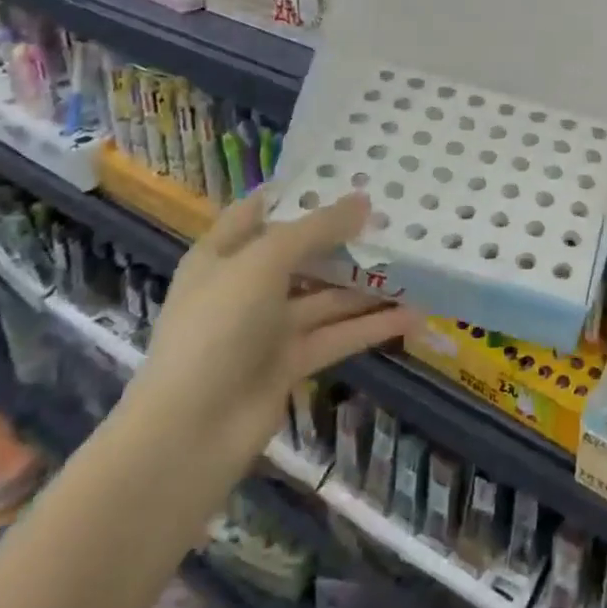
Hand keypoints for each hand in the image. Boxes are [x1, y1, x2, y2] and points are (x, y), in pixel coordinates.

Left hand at [126, 190, 416, 474]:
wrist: (190, 431)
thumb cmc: (217, 328)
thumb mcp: (263, 263)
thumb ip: (315, 230)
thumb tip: (363, 201)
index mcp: (223, 255)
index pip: (260, 211)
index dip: (298, 193)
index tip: (346, 176)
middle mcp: (246, 286)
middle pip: (302, 253)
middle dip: (345, 238)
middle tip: (395, 218)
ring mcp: (268, 327)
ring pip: (326, 297)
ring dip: (367, 285)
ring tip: (415, 265)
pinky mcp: (291, 363)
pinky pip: (338, 335)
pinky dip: (372, 326)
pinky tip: (413, 314)